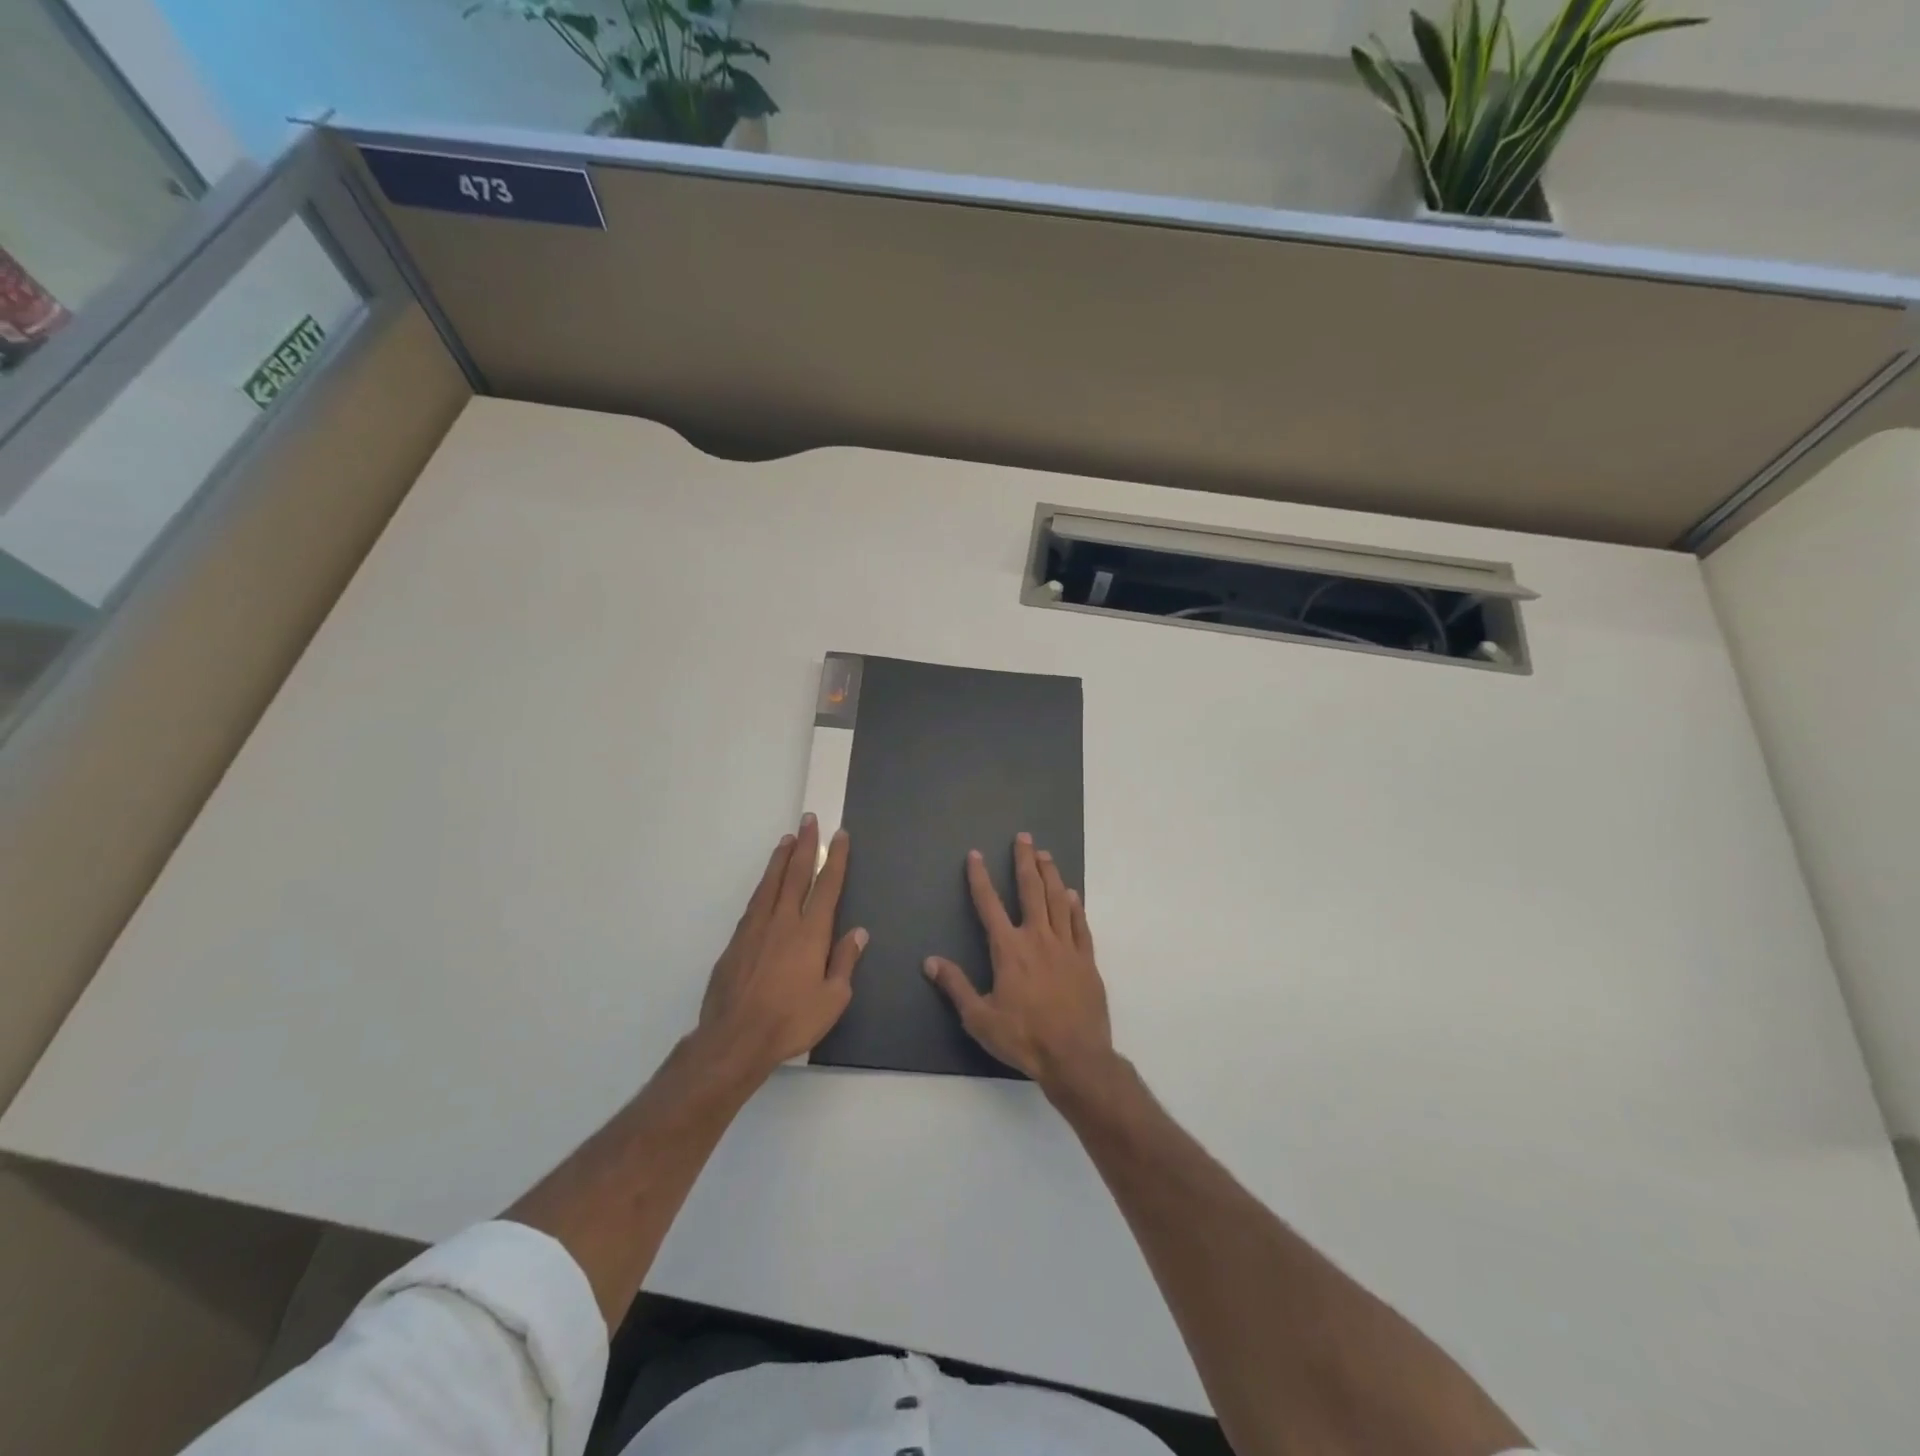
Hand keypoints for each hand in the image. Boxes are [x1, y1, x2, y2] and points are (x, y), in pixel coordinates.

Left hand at [696, 815, 866, 1082]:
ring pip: (770, 883)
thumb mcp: (833, 999)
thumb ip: (844, 962)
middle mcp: (782, 922)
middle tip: (809, 820)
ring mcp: (756, 929)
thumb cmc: (791, 1021)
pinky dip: (763, 885)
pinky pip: (754, 903)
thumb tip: (858, 933)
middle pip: (795, 874)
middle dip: (805, 845)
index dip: (834, 859)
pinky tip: (766, 884)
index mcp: (810, 933)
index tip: (839, 835)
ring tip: (787, 839)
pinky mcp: (736, 942)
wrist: (735, 1039)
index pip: (827, 886)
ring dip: (781, 859)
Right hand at [924, 832, 1113, 1088]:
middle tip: (1024, 837)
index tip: (976, 854)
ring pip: (1058, 900)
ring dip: (1051, 875)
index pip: (989, 904)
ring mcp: (1066, 946)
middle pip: (1031, 890)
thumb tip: (930, 961)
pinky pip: (1080, 925)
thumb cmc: (1023, 1038)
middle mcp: (1037, 938)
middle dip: (1025, 861)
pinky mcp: (1086, 960)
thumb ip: (955, 986)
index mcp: (1009, 949)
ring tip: (1045, 855)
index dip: (980, 878)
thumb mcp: (979, 1018)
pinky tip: (1072, 894)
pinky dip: (1075, 906)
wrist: (1075, 1056)